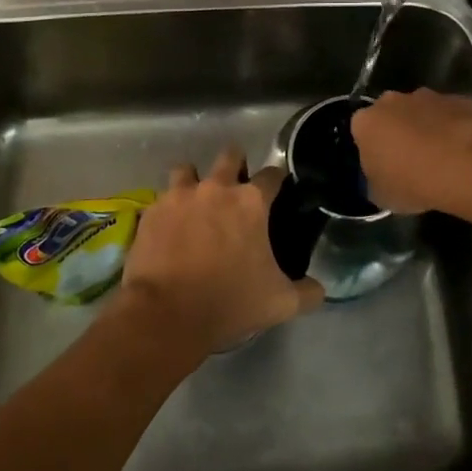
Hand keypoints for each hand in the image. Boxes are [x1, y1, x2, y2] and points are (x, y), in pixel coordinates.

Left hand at [113, 149, 324, 359]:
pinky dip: (169, 207)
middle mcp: (216, 188)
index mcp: (251, 202)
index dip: (277, 181)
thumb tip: (319, 290)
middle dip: (236, 165)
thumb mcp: (280, 303)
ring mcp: (179, 196)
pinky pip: (162, 198)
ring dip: (195, 180)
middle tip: (236, 188)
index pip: (272, 174)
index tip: (277, 191)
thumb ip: (307, 292)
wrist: (166, 314)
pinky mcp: (152, 211)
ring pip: (188, 169)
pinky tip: (171, 227)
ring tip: (197, 201)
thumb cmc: (229, 302)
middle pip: (229, 156)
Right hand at [351, 89, 471, 214]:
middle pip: (391, 114)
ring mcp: (428, 96)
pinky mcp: (459, 99)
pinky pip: (451, 115)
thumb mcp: (381, 195)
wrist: (465, 166)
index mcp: (366, 122)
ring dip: (428, 128)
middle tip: (411, 160)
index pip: (361, 131)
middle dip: (399, 131)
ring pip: (422, 111)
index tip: (384, 166)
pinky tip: (464, 153)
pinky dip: (455, 128)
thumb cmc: (412, 183)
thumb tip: (381, 177)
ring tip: (442, 158)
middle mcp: (392, 101)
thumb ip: (375, 180)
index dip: (372, 148)